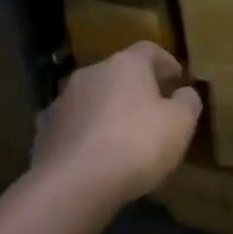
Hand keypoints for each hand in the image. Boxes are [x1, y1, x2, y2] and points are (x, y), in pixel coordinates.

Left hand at [34, 43, 202, 208]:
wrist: (74, 184)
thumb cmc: (137, 144)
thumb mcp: (181, 124)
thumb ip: (188, 102)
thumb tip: (184, 93)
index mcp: (125, 65)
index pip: (149, 50)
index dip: (166, 62)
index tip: (178, 78)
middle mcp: (91, 74)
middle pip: (118, 73)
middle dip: (137, 88)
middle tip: (154, 108)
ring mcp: (62, 101)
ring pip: (93, 98)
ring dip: (109, 110)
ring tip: (125, 135)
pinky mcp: (44, 131)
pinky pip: (74, 126)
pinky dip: (87, 133)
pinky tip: (97, 155)